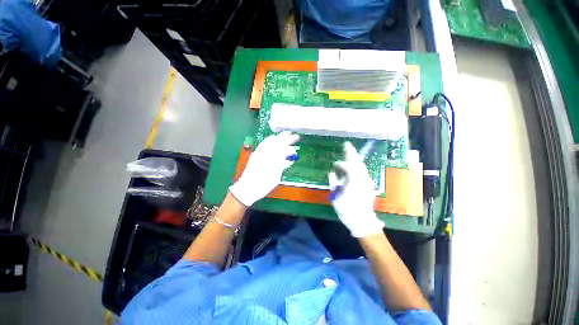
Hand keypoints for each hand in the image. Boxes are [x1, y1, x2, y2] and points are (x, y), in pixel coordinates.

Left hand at [229, 131, 299, 206]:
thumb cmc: (264, 185)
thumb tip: (288, 161)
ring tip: (285, 133)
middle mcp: (267, 154)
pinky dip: (268, 140)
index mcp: (273, 160)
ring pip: (271, 141)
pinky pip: (263, 144)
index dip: (291, 149)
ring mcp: (260, 153)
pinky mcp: (255, 154)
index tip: (295, 151)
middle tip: (294, 135)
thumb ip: (281, 167)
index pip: (284, 151)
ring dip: (278, 137)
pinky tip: (271, 138)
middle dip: (287, 139)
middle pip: (278, 143)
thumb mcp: (276, 177)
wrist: (247, 187)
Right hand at [328, 142, 383, 237]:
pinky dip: (358, 167)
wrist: (362, 220)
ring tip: (350, 153)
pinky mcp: (369, 185)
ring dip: (356, 159)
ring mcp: (367, 181)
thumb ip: (333, 182)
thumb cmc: (346, 208)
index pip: (347, 166)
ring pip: (362, 166)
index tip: (335, 164)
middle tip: (347, 145)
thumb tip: (331, 173)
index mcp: (353, 179)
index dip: (340, 164)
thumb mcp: (336, 195)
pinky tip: (355, 166)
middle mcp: (362, 178)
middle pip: (357, 162)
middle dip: (351, 153)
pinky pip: (363, 172)